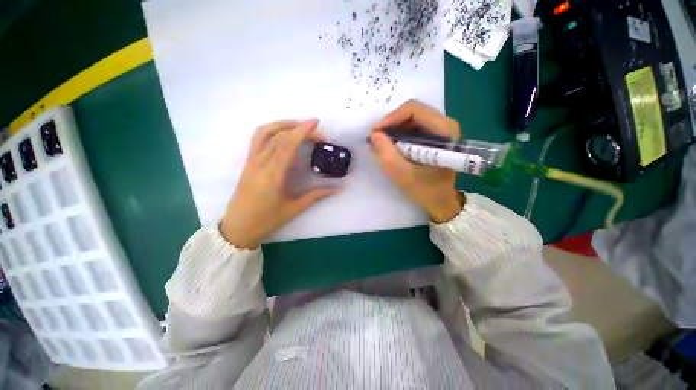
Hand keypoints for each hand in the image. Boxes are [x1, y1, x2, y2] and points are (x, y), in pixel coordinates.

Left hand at [220, 120, 338, 248]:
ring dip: (282, 125)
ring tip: (298, 127)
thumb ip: (317, 195)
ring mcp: (251, 161)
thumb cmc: (267, 220)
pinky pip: (257, 140)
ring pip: (264, 133)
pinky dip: (271, 131)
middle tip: (316, 132)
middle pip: (279, 136)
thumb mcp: (295, 208)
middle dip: (299, 129)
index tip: (315, 123)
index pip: (288, 145)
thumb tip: (338, 189)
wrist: (238, 228)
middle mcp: (260, 163)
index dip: (302, 131)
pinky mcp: (247, 163)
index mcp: (273, 175)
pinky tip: (282, 136)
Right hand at [371, 100, 464, 223]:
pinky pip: (412, 128)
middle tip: (375, 139)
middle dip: (390, 124)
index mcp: (444, 131)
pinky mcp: (433, 137)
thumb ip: (387, 155)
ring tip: (380, 144)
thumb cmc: (426, 191)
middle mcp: (445, 124)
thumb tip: (374, 135)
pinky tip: (390, 147)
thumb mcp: (403, 175)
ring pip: (411, 119)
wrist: (442, 201)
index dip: (391, 118)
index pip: (414, 110)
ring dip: (393, 130)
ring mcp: (440, 130)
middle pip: (412, 112)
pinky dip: (399, 135)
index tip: (375, 133)